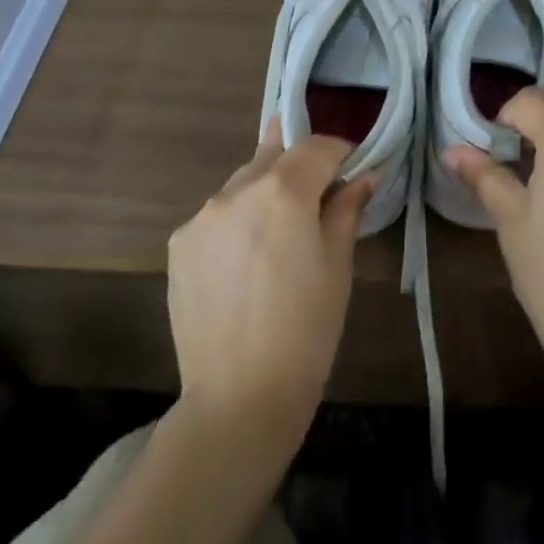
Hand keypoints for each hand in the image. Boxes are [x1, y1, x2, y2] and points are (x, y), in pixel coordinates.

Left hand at [167, 122, 374, 439]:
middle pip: (276, 153)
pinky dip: (238, 220)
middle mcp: (236, 190)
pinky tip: (248, 259)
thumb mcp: (338, 264)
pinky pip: (218, 214)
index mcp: (283, 191)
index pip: (318, 145)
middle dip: (302, 164)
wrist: (239, 398)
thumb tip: (364, 175)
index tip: (355, 170)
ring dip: (267, 191)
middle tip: (321, 195)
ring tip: (281, 232)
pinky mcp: (179, 244)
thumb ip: (347, 208)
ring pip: (243, 182)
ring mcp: (201, 216)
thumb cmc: (307, 329)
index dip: (342, 152)